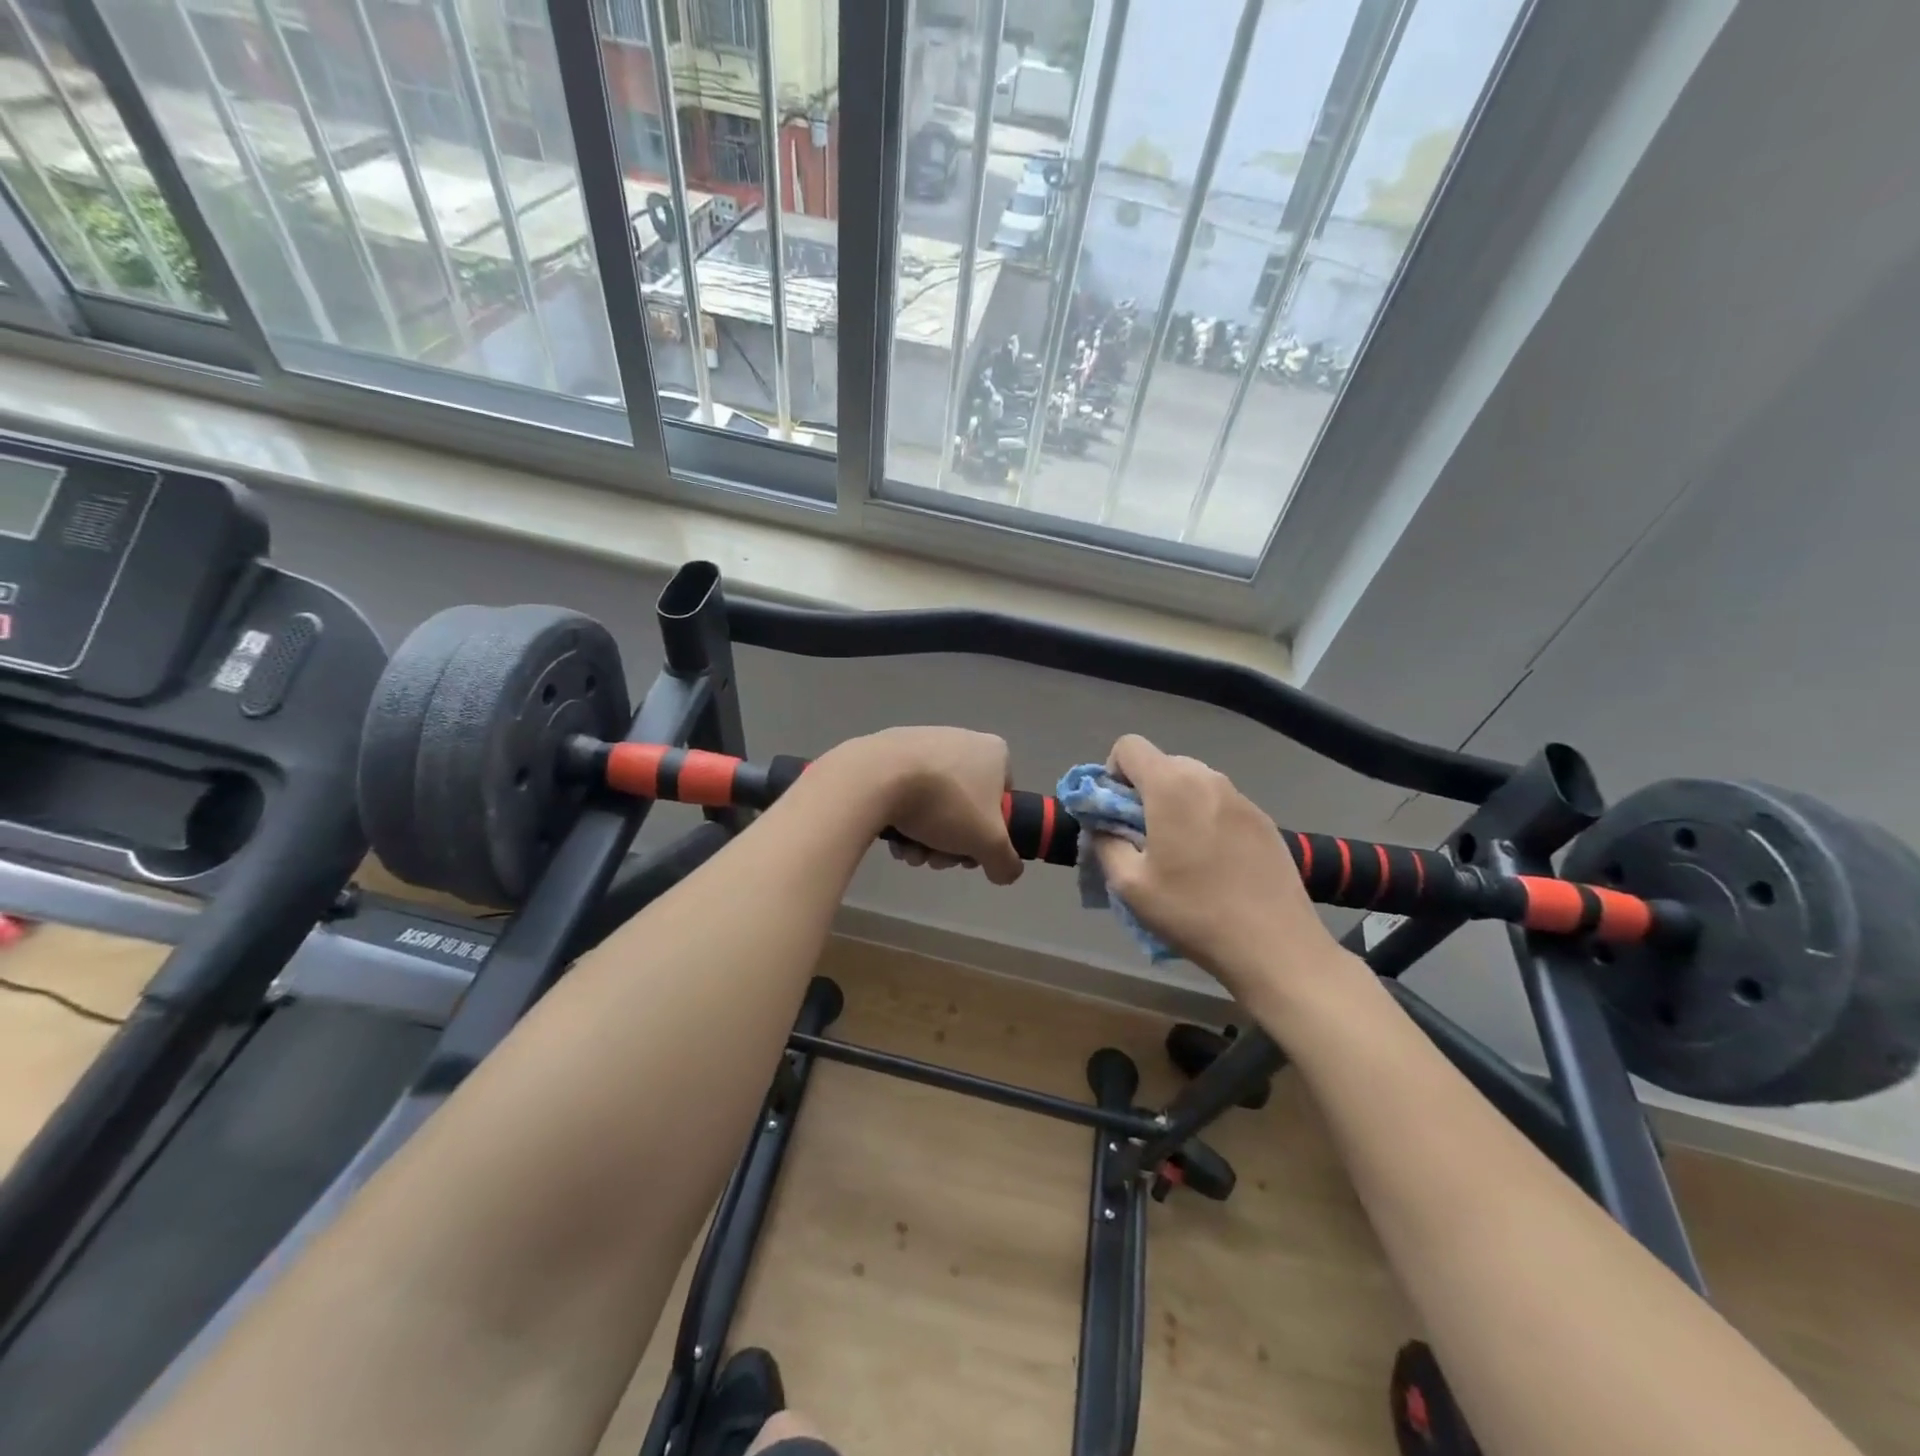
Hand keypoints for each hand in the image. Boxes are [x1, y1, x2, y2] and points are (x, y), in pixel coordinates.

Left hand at [825, 727, 1023, 885]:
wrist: (878, 777)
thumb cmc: (946, 803)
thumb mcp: (989, 843)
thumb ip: (1006, 862)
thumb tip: (1005, 872)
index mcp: (993, 752)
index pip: (1002, 798)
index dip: (991, 833)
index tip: (971, 852)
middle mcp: (961, 740)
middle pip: (965, 807)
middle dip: (951, 842)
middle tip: (936, 859)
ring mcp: (923, 743)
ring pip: (934, 804)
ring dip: (925, 838)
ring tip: (910, 853)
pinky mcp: (889, 751)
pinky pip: (905, 792)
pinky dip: (902, 818)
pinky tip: (893, 838)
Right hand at [1091, 736, 1351, 1004]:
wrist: (1276, 946)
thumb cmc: (1193, 912)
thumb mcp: (1129, 885)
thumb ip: (1105, 843)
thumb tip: (1102, 826)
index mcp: (1172, 785)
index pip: (1128, 746)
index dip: (1111, 774)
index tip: (1115, 814)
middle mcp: (1208, 778)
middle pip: (1162, 763)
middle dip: (1142, 792)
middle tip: (1142, 840)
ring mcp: (1242, 798)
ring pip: (1192, 783)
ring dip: (1174, 805)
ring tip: (1179, 854)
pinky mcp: (1264, 820)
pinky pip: (1220, 804)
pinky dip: (1204, 819)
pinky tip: (1213, 864)